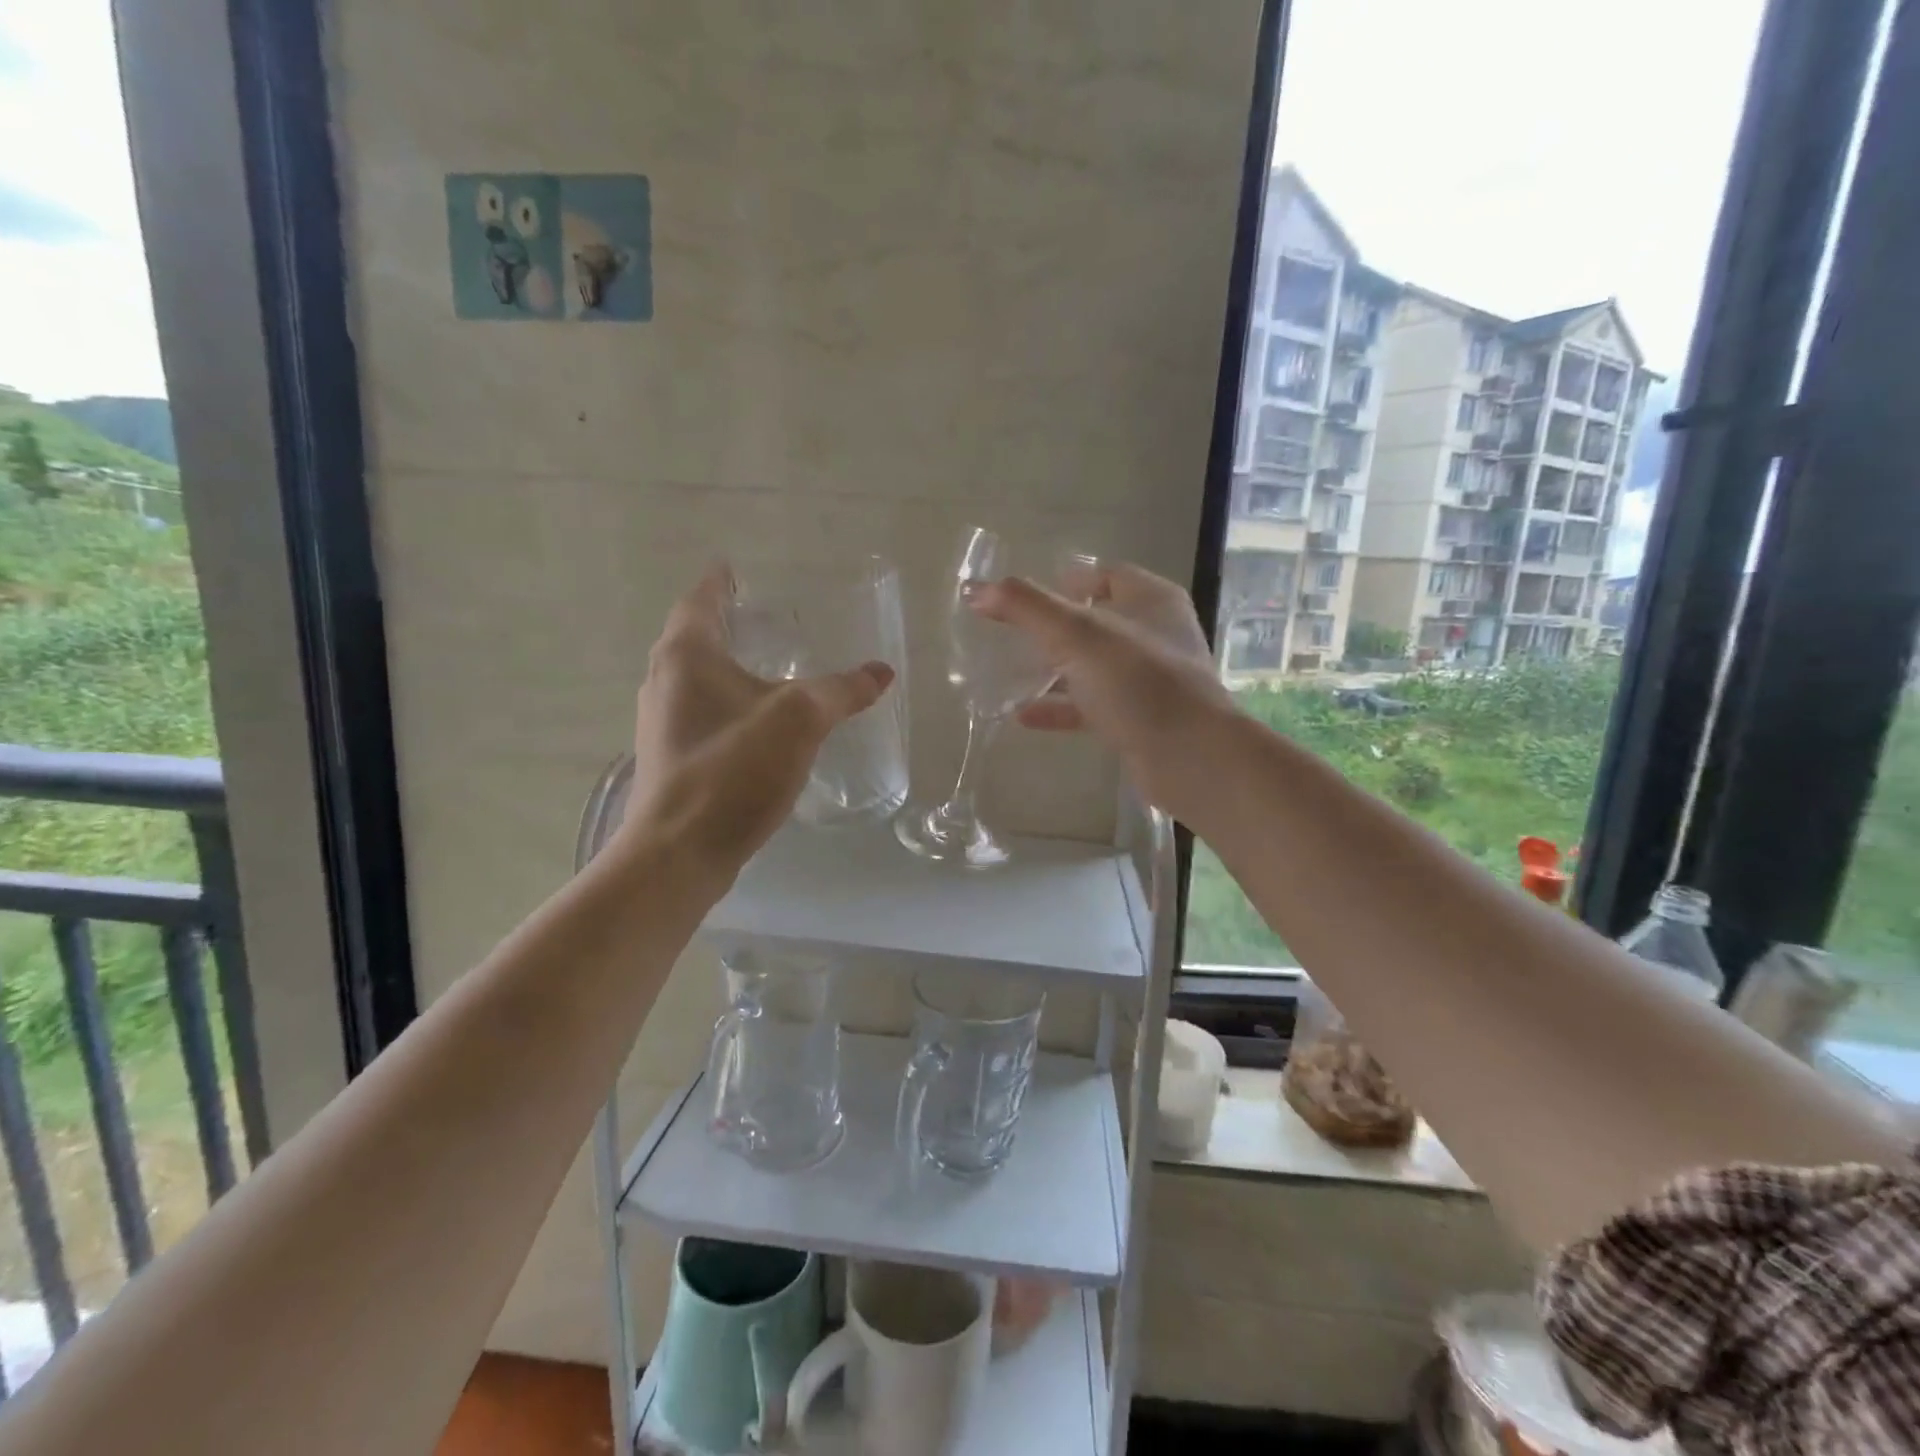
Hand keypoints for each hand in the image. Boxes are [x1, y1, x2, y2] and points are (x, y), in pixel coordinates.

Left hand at [618, 564, 894, 881]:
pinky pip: (701, 713)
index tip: (734, 568)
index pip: (700, 600)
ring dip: (726, 666)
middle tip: (764, 616)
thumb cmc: (734, 769)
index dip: (720, 582)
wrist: (681, 851)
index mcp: (686, 655)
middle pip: (693, 637)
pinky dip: (727, 702)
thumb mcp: (800, 720)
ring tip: (767, 665)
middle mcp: (663, 680)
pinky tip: (758, 722)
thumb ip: (842, 690)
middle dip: (725, 623)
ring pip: (696, 678)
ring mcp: (662, 722)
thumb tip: (882, 671)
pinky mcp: (672, 757)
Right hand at [969, 562, 1234, 817]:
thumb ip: (1026, 608)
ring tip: (1010, 675)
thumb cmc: (1137, 681)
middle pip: (1098, 621)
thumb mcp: (1076, 635)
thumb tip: (975, 589)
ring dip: (1056, 670)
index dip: (1069, 579)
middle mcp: (1155, 635)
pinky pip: (1094, 706)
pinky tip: (1025, 716)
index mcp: (1151, 600)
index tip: (1029, 595)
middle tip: (1013, 635)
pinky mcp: (1141, 720)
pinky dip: (1062, 708)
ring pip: (1094, 667)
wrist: (1189, 757)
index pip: (1107, 574)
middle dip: (1056, 628)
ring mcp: (1150, 681)